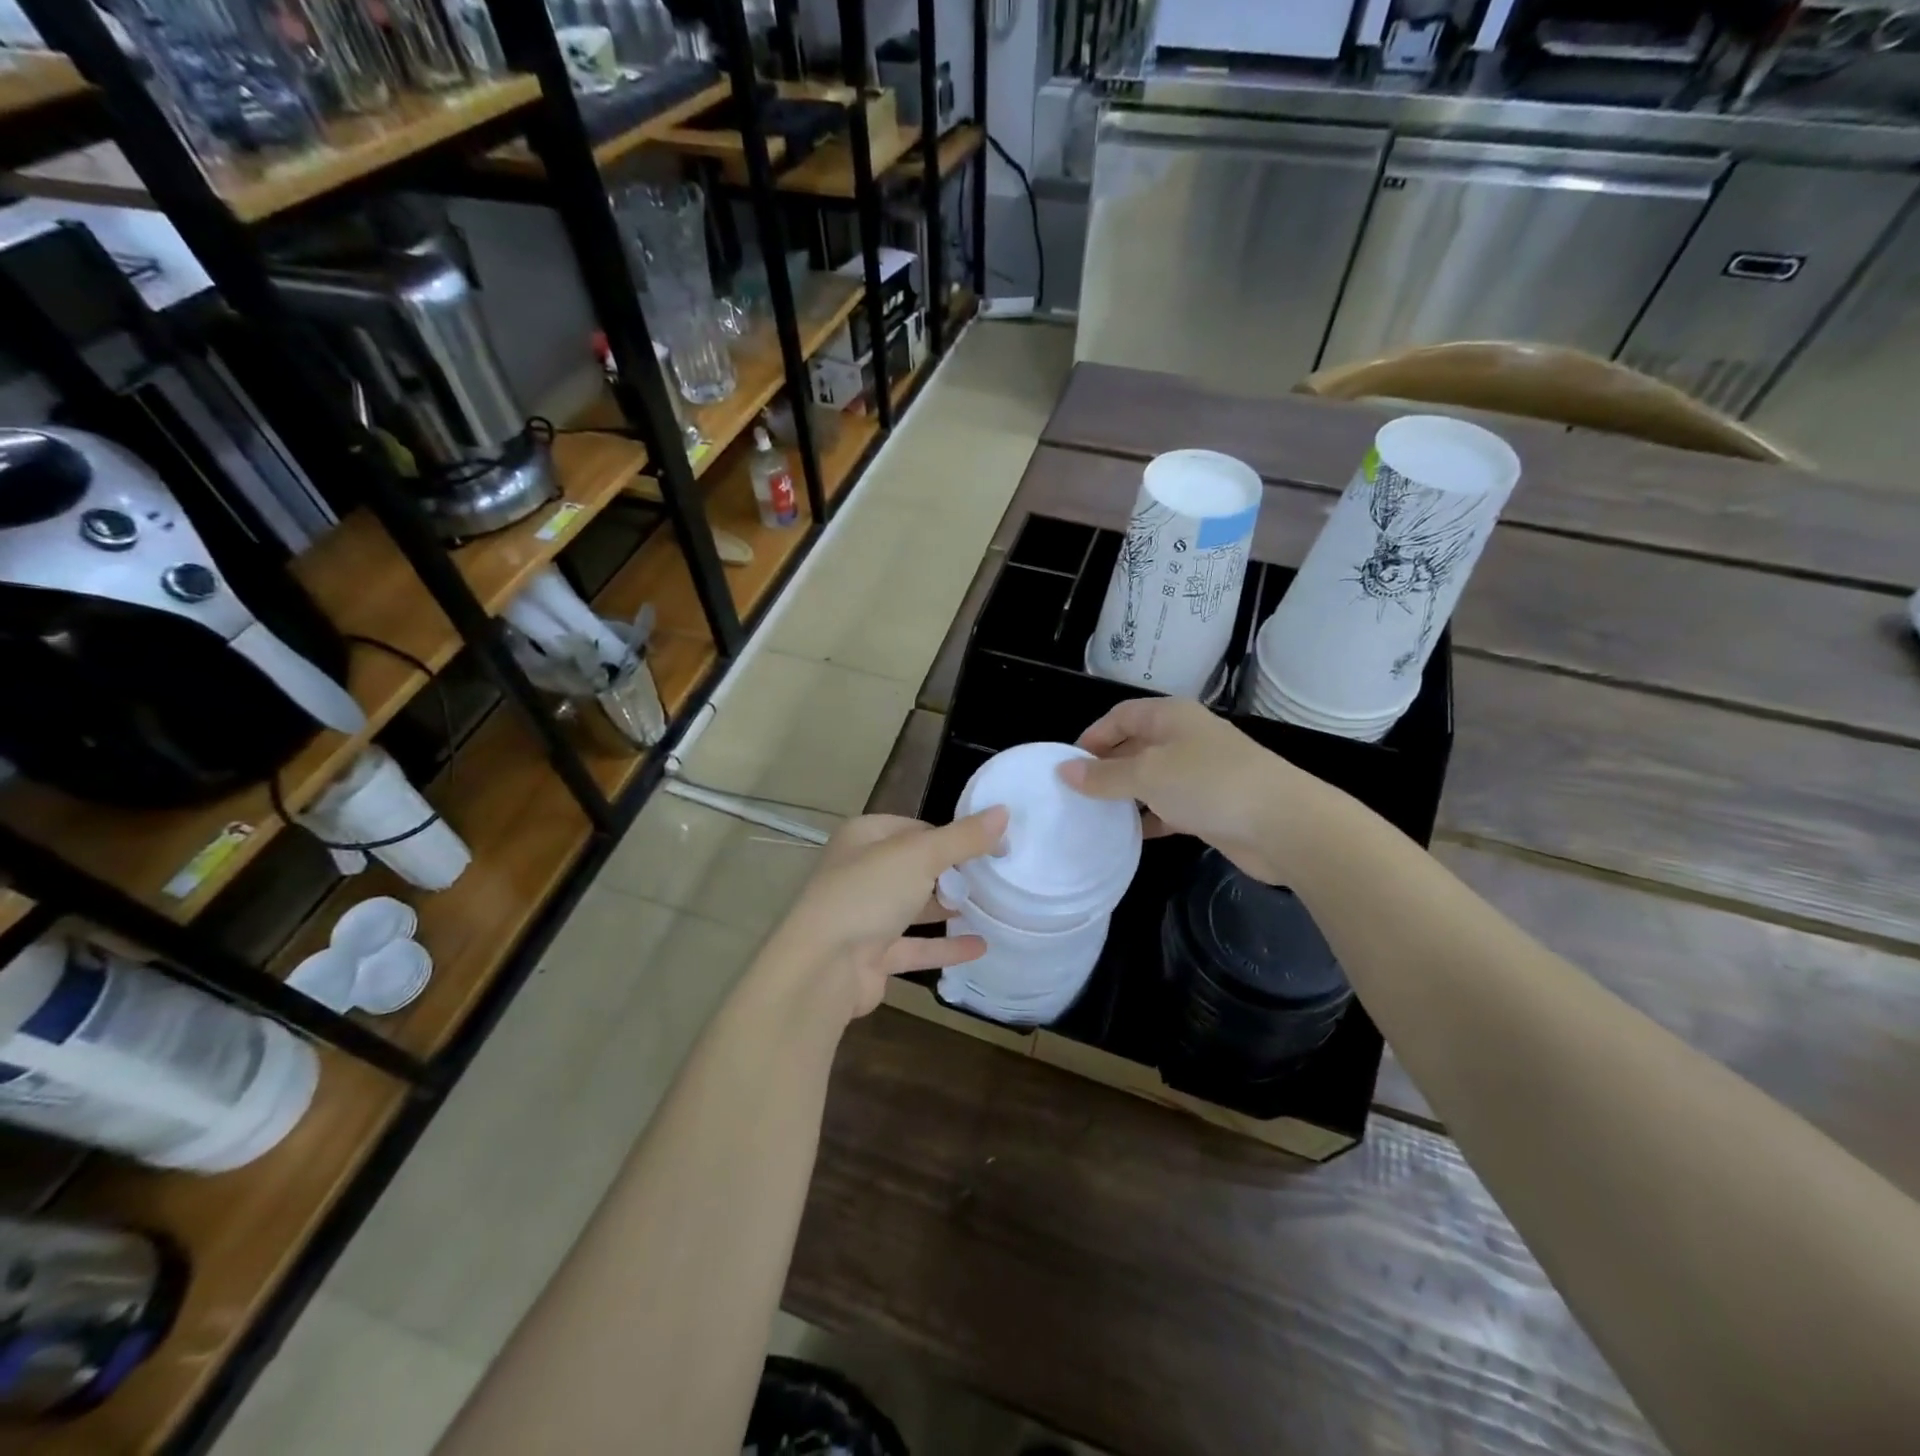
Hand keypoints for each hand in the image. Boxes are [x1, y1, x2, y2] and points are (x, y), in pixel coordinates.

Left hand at [767, 809, 1008, 1019]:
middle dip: (953, 872)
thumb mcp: (920, 856)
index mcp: (864, 837)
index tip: (992, 846)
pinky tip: (981, 946)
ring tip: (992, 907)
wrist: (822, 968)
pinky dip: (945, 946)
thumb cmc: (867, 894)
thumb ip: (963, 838)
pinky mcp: (873, 955)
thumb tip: (1004, 811)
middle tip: (996, 877)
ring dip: (948, 908)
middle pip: (915, 867)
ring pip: (914, 906)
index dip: (953, 835)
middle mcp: (861, 872)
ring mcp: (864, 916)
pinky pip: (915, 946)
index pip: (916, 828)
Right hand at [1057, 696, 1328, 884]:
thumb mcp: (1147, 774)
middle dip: (1106, 767)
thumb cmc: (1208, 784)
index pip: (1121, 716)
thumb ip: (1104, 776)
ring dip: (1126, 795)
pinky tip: (1130, 835)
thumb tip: (1064, 771)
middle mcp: (1185, 738)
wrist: (1282, 824)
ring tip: (1094, 815)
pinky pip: (1169, 807)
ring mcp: (1200, 773)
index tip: (1069, 766)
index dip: (1093, 736)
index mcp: (1171, 717)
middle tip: (1076, 794)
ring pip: (1151, 779)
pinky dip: (1149, 818)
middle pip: (1135, 746)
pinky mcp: (1210, 806)